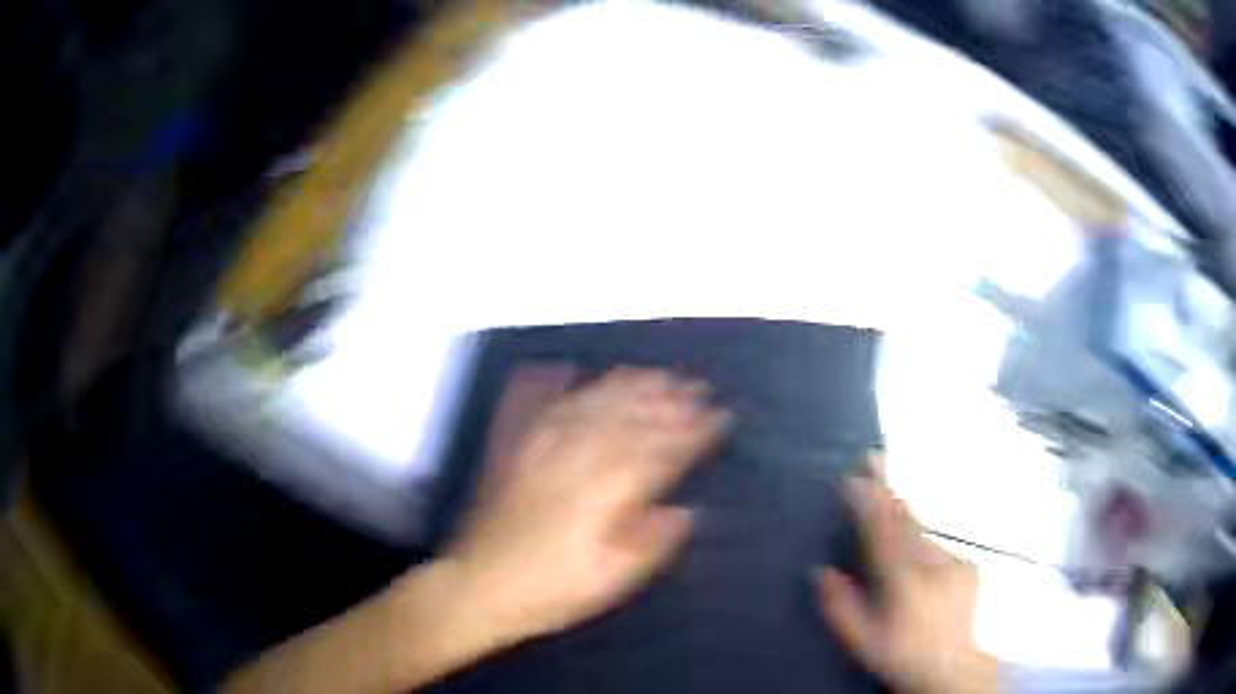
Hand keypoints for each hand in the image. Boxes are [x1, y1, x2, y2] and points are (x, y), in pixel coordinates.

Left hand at [442, 368, 729, 648]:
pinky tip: (571, 369)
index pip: (662, 452)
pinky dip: (562, 385)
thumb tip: (686, 511)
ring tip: (654, 373)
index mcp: (607, 494)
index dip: (695, 432)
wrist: (479, 585)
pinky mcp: (516, 448)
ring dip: (627, 385)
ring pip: (592, 404)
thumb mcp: (612, 580)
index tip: (721, 415)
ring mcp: (543, 448)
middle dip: (668, 400)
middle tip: (696, 384)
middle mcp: (578, 460)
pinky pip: (544, 406)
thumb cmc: (552, 590)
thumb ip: (652, 542)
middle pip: (630, 419)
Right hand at [817, 456, 998, 693]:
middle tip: (877, 458)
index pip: (882, 530)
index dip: (869, 500)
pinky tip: (917, 557)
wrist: (949, 666)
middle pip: (906, 519)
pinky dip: (924, 544)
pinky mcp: (967, 566)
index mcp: (901, 579)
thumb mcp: (860, 639)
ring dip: (905, 516)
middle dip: (888, 489)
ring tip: (891, 498)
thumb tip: (821, 572)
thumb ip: (839, 605)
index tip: (858, 475)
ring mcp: (952, 562)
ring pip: (923, 533)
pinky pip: (938, 548)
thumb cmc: (899, 654)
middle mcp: (930, 563)